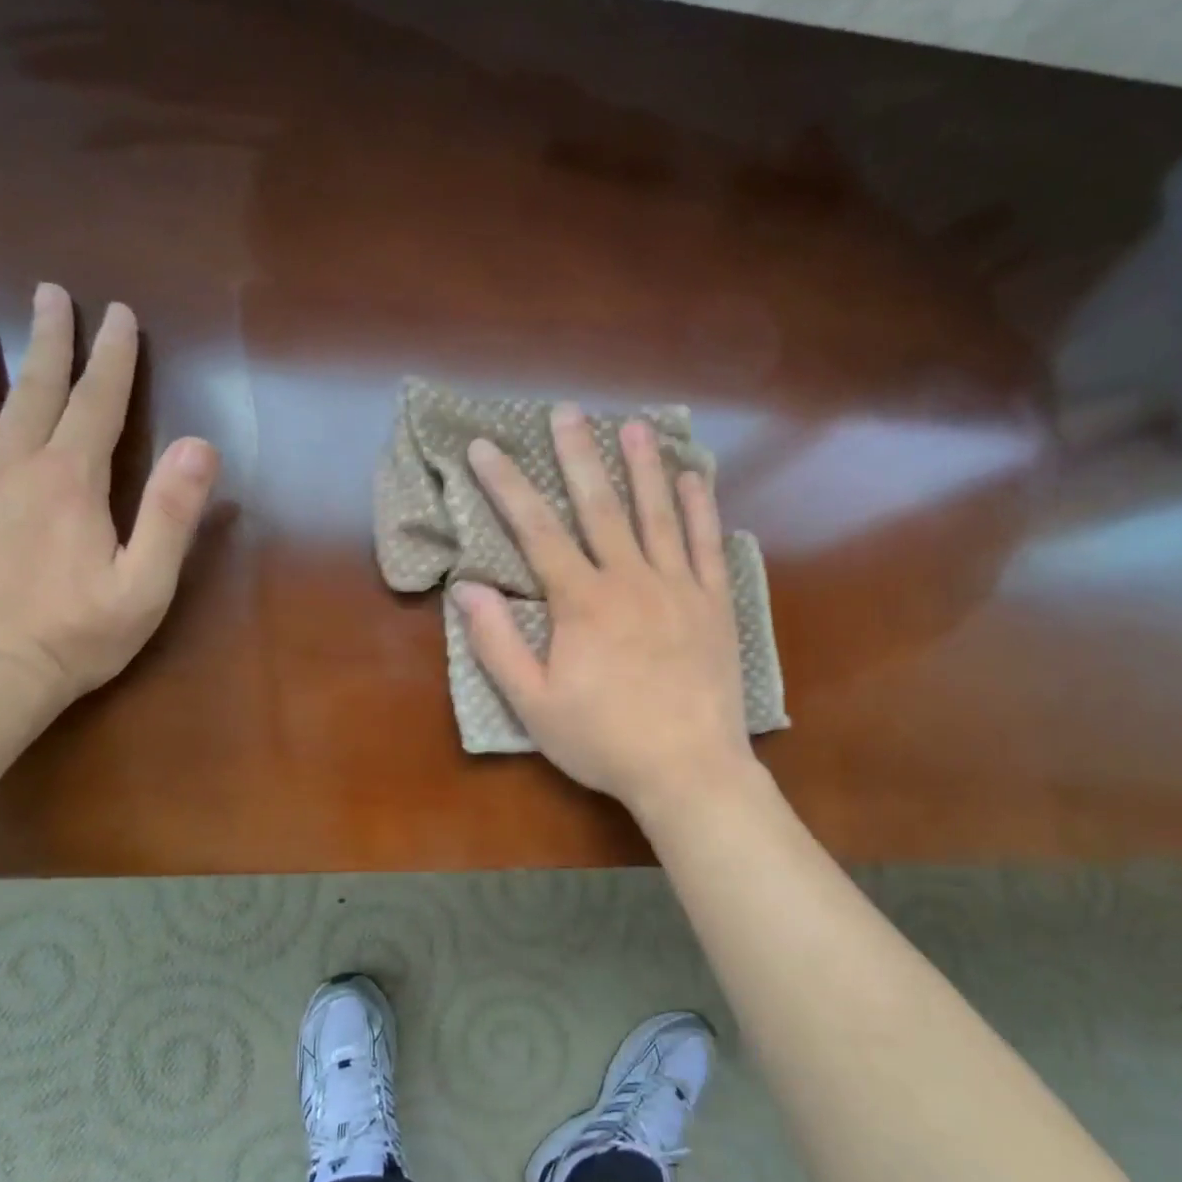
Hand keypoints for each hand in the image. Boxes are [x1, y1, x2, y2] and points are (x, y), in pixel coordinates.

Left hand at [0, 283, 218, 708]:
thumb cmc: (76, 635)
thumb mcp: (147, 583)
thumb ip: (172, 512)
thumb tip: (200, 444)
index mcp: (73, 479)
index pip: (100, 401)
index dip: (114, 356)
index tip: (118, 313)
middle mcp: (13, 465)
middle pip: (35, 388)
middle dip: (48, 338)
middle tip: (49, 292)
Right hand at [455, 403, 755, 809]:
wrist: (689, 770)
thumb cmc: (604, 740)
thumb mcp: (534, 704)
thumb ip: (498, 644)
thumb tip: (466, 589)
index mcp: (582, 601)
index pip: (536, 530)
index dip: (507, 485)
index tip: (485, 447)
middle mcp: (630, 579)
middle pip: (600, 506)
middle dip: (578, 455)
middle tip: (568, 411)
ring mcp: (679, 587)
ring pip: (658, 514)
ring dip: (643, 467)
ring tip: (633, 425)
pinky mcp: (715, 604)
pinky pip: (708, 545)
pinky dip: (701, 508)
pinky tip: (694, 479)